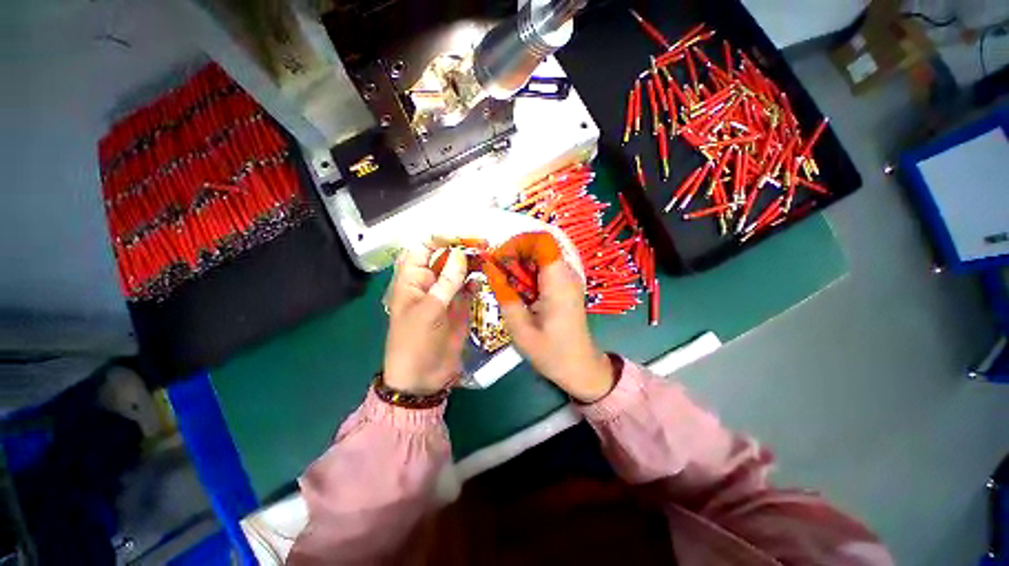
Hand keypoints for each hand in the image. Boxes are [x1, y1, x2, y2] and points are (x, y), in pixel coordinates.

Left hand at [383, 243, 469, 394]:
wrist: (422, 377)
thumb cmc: (415, 342)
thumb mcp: (429, 310)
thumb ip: (446, 281)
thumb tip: (459, 253)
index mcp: (412, 280)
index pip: (423, 248)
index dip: (440, 239)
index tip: (461, 240)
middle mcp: (429, 283)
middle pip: (445, 257)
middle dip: (462, 249)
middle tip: (484, 245)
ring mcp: (446, 294)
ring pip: (459, 271)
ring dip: (473, 263)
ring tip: (489, 258)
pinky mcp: (459, 307)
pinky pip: (469, 288)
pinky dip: (476, 282)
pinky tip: (484, 280)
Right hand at [484, 233, 614, 402]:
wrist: (580, 367)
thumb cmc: (551, 353)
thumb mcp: (520, 329)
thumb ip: (504, 294)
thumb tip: (488, 266)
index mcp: (559, 283)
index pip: (542, 241)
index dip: (517, 243)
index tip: (498, 259)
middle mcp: (567, 274)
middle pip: (539, 246)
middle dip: (514, 254)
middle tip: (496, 273)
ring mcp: (568, 278)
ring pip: (539, 255)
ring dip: (519, 264)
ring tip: (505, 284)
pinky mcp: (565, 284)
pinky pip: (543, 268)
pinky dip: (526, 273)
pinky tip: (518, 291)